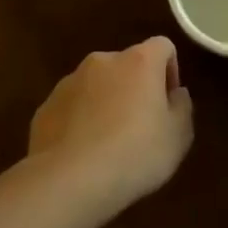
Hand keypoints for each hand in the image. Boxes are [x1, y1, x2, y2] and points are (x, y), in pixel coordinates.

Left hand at [28, 36, 193, 208]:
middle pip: (127, 65)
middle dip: (135, 88)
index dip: (170, 71)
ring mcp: (69, 82)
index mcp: (139, 61)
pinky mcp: (45, 108)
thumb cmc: (135, 153)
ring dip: (106, 103)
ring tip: (108, 143)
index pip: (163, 46)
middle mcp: (102, 61)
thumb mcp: (178, 136)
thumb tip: (176, 94)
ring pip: (96, 85)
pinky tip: (82, 154)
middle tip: (141, 125)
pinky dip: (80, 121)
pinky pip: (71, 107)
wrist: (69, 181)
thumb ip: (182, 107)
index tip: (168, 102)